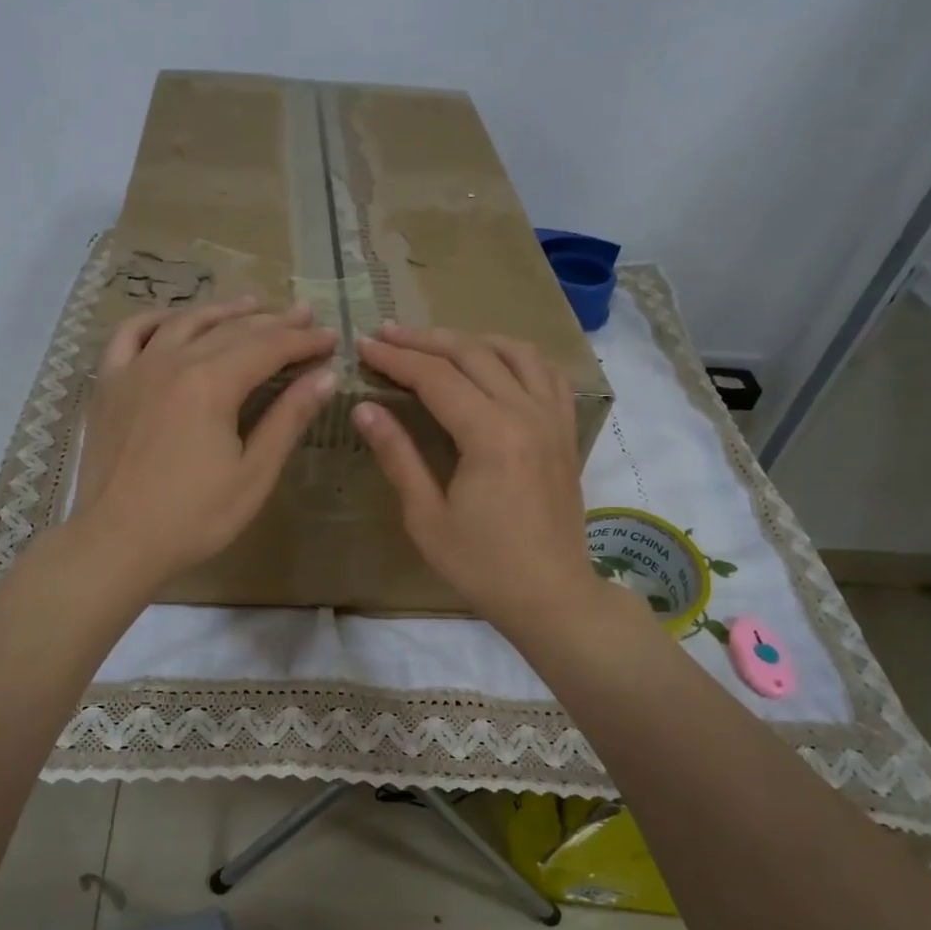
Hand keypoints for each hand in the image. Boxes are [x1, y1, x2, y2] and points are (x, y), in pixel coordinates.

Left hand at [73, 299, 336, 588]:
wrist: (117, 542)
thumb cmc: (194, 517)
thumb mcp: (254, 473)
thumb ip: (288, 418)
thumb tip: (326, 376)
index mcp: (212, 383)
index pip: (268, 347)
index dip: (303, 341)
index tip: (330, 339)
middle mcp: (173, 362)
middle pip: (231, 330)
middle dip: (273, 321)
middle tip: (303, 315)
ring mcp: (135, 369)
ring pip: (185, 323)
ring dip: (223, 311)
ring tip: (253, 304)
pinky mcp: (109, 385)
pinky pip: (130, 334)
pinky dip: (157, 320)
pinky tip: (175, 320)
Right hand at [353, 326, 598, 635]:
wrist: (550, 594)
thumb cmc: (482, 565)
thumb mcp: (426, 517)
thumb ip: (398, 455)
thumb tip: (365, 408)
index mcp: (490, 434)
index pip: (435, 377)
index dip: (396, 359)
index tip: (365, 346)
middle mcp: (525, 413)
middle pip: (472, 354)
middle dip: (425, 340)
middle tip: (388, 334)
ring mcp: (553, 419)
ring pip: (514, 352)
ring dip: (471, 339)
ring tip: (437, 342)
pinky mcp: (565, 431)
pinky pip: (548, 374)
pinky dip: (518, 356)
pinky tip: (497, 361)